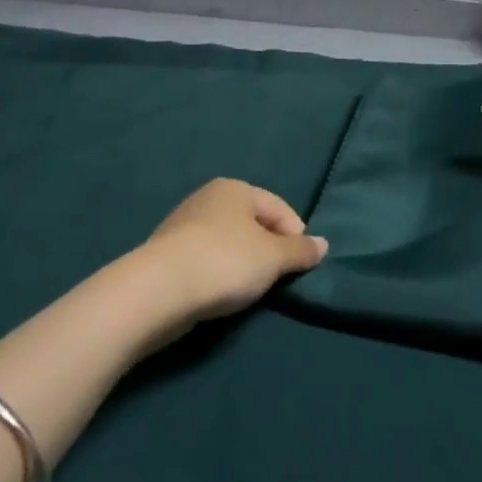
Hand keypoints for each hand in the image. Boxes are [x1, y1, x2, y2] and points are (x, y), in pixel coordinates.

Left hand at [134, 178, 327, 323]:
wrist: (158, 289)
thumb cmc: (225, 261)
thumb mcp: (273, 258)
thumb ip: (300, 251)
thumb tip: (323, 244)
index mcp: (235, 188)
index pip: (279, 208)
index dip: (296, 236)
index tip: (302, 265)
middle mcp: (208, 198)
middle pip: (252, 223)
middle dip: (269, 249)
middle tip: (278, 279)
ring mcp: (183, 224)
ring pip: (228, 242)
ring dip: (243, 263)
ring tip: (251, 290)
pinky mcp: (167, 253)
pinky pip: (207, 259)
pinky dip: (219, 273)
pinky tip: (221, 293)